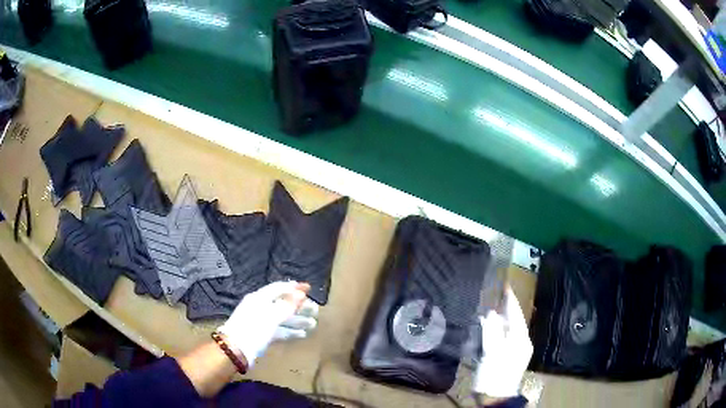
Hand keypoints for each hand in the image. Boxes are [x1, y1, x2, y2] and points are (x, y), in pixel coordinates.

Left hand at [218, 281, 317, 366]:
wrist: (235, 350)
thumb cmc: (253, 329)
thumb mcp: (272, 316)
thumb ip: (287, 305)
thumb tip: (301, 292)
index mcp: (259, 298)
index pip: (278, 288)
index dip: (294, 288)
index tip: (309, 288)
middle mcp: (260, 307)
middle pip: (282, 303)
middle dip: (299, 306)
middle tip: (315, 309)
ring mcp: (261, 322)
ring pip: (282, 318)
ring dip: (297, 320)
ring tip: (313, 323)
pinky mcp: (262, 335)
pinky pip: (279, 330)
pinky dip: (290, 331)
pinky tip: (302, 334)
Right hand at [473, 287, 532, 397]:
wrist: (495, 397)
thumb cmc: (495, 374)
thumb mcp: (493, 352)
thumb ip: (492, 331)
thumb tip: (490, 313)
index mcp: (521, 339)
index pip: (517, 315)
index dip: (511, 301)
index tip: (506, 286)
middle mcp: (521, 342)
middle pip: (514, 321)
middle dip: (505, 310)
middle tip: (495, 296)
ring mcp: (516, 351)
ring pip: (509, 330)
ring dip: (501, 321)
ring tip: (490, 310)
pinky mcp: (509, 357)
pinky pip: (505, 338)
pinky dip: (498, 331)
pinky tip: (489, 330)